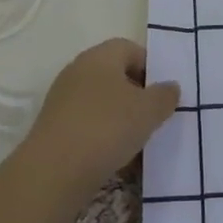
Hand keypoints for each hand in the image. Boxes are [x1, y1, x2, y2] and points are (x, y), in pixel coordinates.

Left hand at [16, 38, 179, 214]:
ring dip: (120, 119)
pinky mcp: (53, 129)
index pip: (131, 49)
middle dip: (137, 96)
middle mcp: (78, 71)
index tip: (163, 94)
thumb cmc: (106, 128)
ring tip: (137, 144)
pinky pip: (87, 125)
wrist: (52, 173)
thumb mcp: (148, 111)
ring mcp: (62, 101)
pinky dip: (102, 137)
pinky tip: (115, 160)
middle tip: (153, 118)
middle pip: (115, 76)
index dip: (151, 68)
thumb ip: (164, 96)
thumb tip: (170, 87)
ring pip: (102, 103)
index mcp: (100, 56)